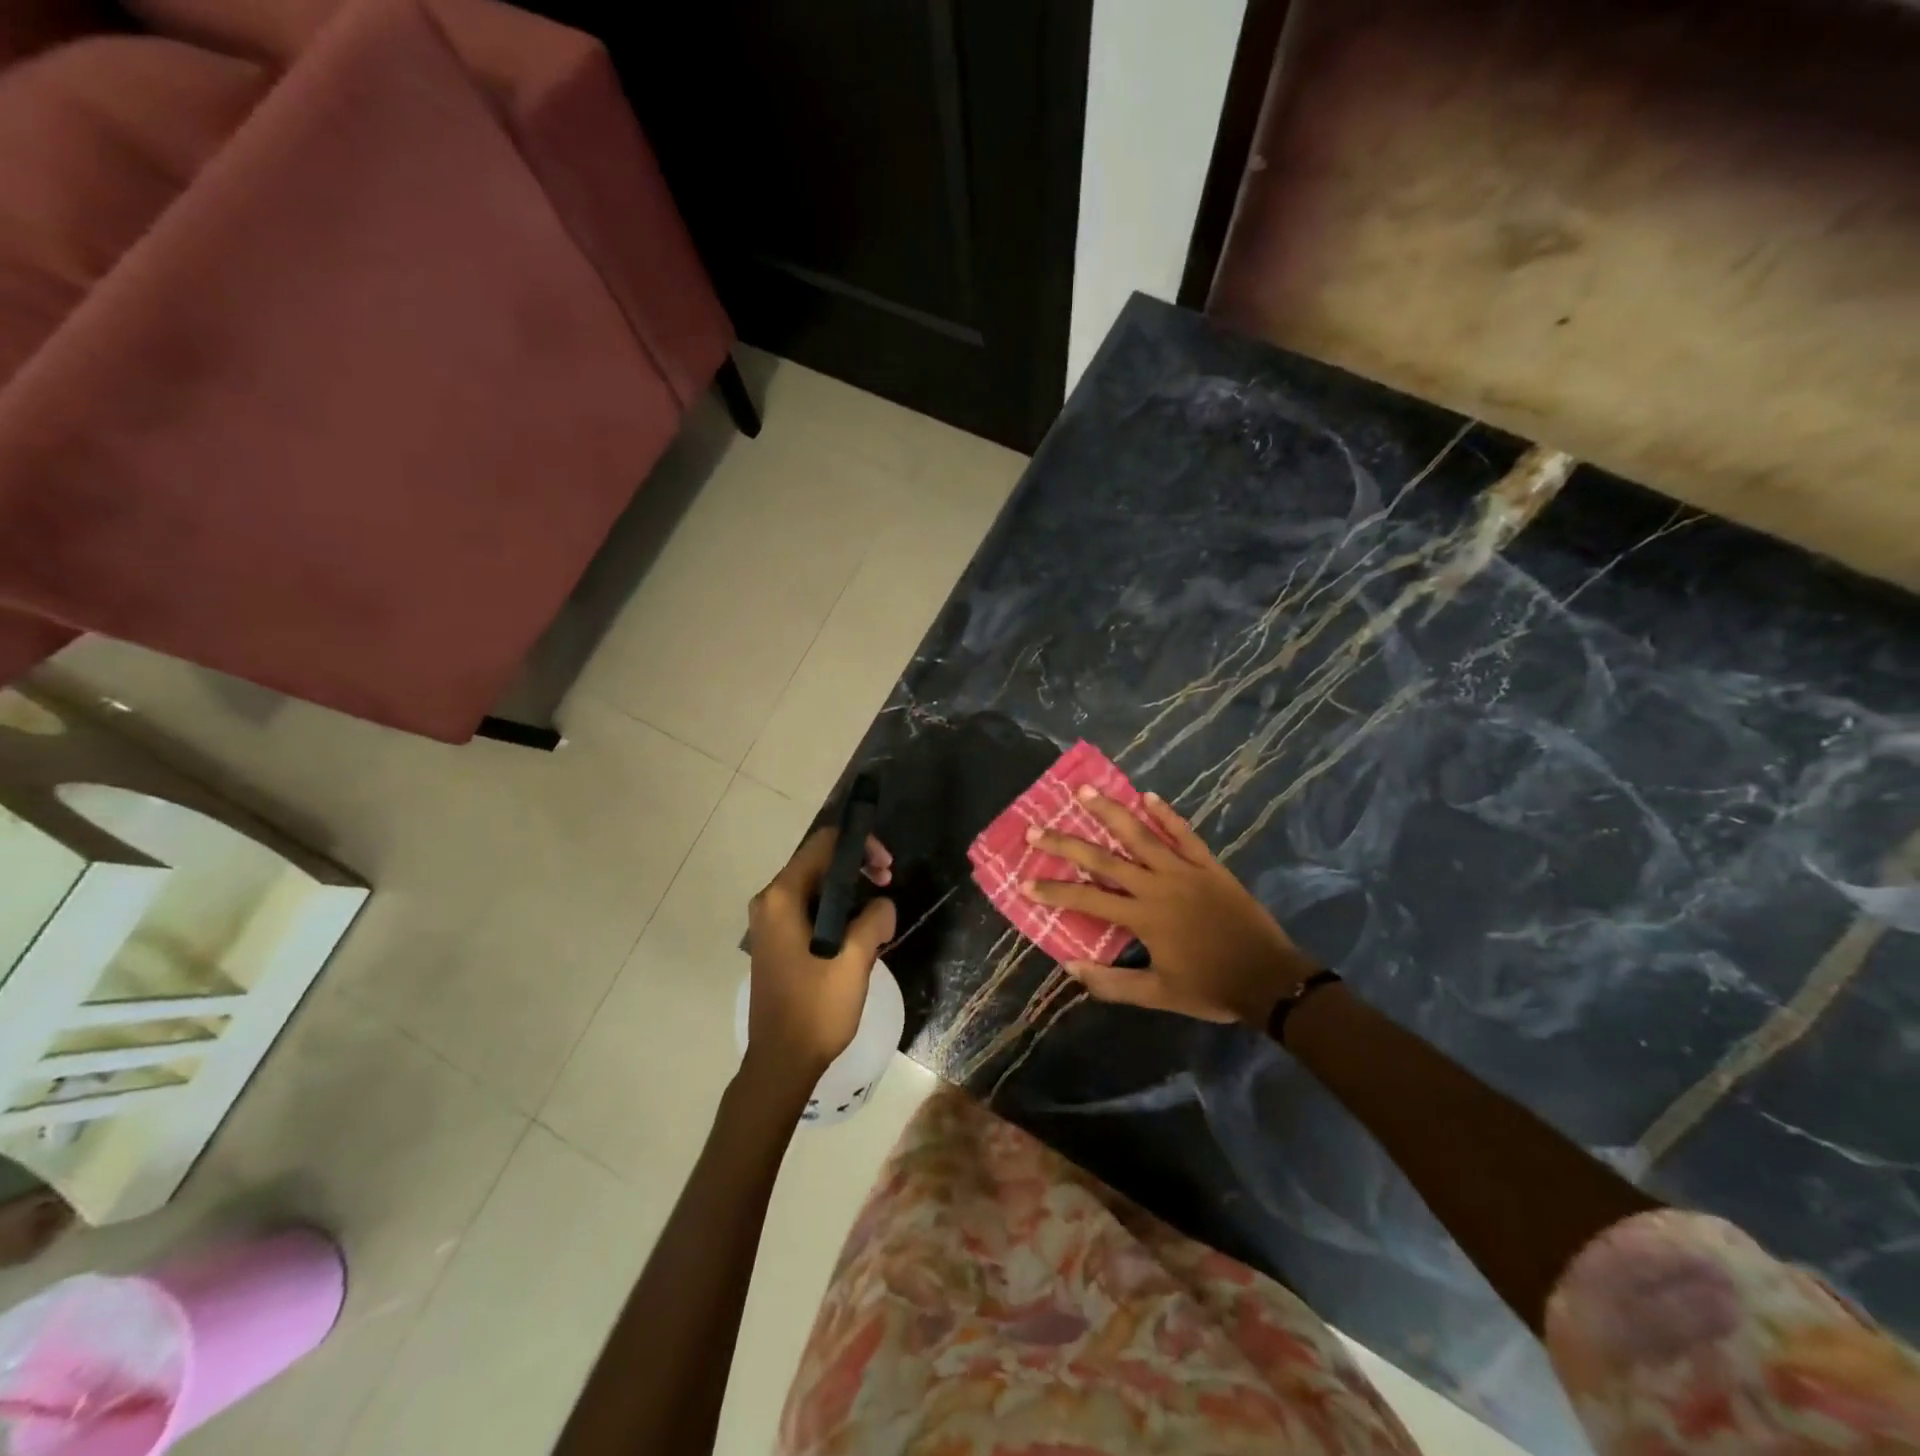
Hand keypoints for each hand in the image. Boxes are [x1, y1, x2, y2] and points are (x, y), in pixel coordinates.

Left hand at [745, 828, 895, 1085]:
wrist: (781, 1062)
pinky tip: (858, 935)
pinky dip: (835, 912)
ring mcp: (769, 923)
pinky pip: (808, 910)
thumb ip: (874, 919)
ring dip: (849, 893)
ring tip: (877, 917)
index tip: (886, 869)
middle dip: (857, 869)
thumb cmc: (816, 1008)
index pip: (824, 844)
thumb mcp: (855, 960)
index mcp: (782, 897)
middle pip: (818, 863)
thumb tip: (882, 904)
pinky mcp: (775, 943)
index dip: (860, 846)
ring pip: (815, 888)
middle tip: (887, 886)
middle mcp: (769, 902)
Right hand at [1022, 789, 1314, 1025]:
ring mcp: (1185, 871)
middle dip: (1066, 844)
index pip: (1086, 899)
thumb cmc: (1211, 988)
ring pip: (1140, 835)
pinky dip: (1166, 814)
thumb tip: (1070, 967)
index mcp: (1143, 917)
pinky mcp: (1209, 865)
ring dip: (1110, 812)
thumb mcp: (1158, 995)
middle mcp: (1157, 886)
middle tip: (1036, 828)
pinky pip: (1184, 834)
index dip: (1053, 891)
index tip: (1024, 881)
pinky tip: (1147, 796)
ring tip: (1084, 791)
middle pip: (1103, 858)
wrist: (1271, 979)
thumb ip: (1113, 984)